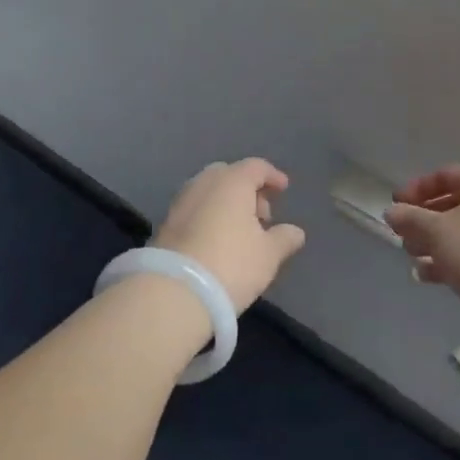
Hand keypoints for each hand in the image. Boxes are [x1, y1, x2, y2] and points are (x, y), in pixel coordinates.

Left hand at [153, 159, 306, 313]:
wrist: (173, 292)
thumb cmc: (230, 264)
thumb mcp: (268, 255)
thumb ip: (284, 238)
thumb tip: (295, 231)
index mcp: (231, 181)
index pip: (256, 167)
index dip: (272, 176)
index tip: (283, 190)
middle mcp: (204, 183)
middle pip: (229, 175)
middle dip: (247, 190)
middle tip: (262, 215)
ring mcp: (181, 202)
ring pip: (209, 192)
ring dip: (227, 204)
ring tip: (241, 232)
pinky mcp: (165, 224)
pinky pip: (195, 209)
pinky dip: (209, 216)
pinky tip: (217, 241)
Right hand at [382, 166, 459, 336]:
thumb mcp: (436, 231)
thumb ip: (410, 218)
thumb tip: (391, 212)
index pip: (447, 175)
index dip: (418, 187)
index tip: (395, 204)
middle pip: (455, 204)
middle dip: (424, 219)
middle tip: (402, 234)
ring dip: (433, 243)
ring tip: (411, 257)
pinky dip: (450, 262)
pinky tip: (427, 276)